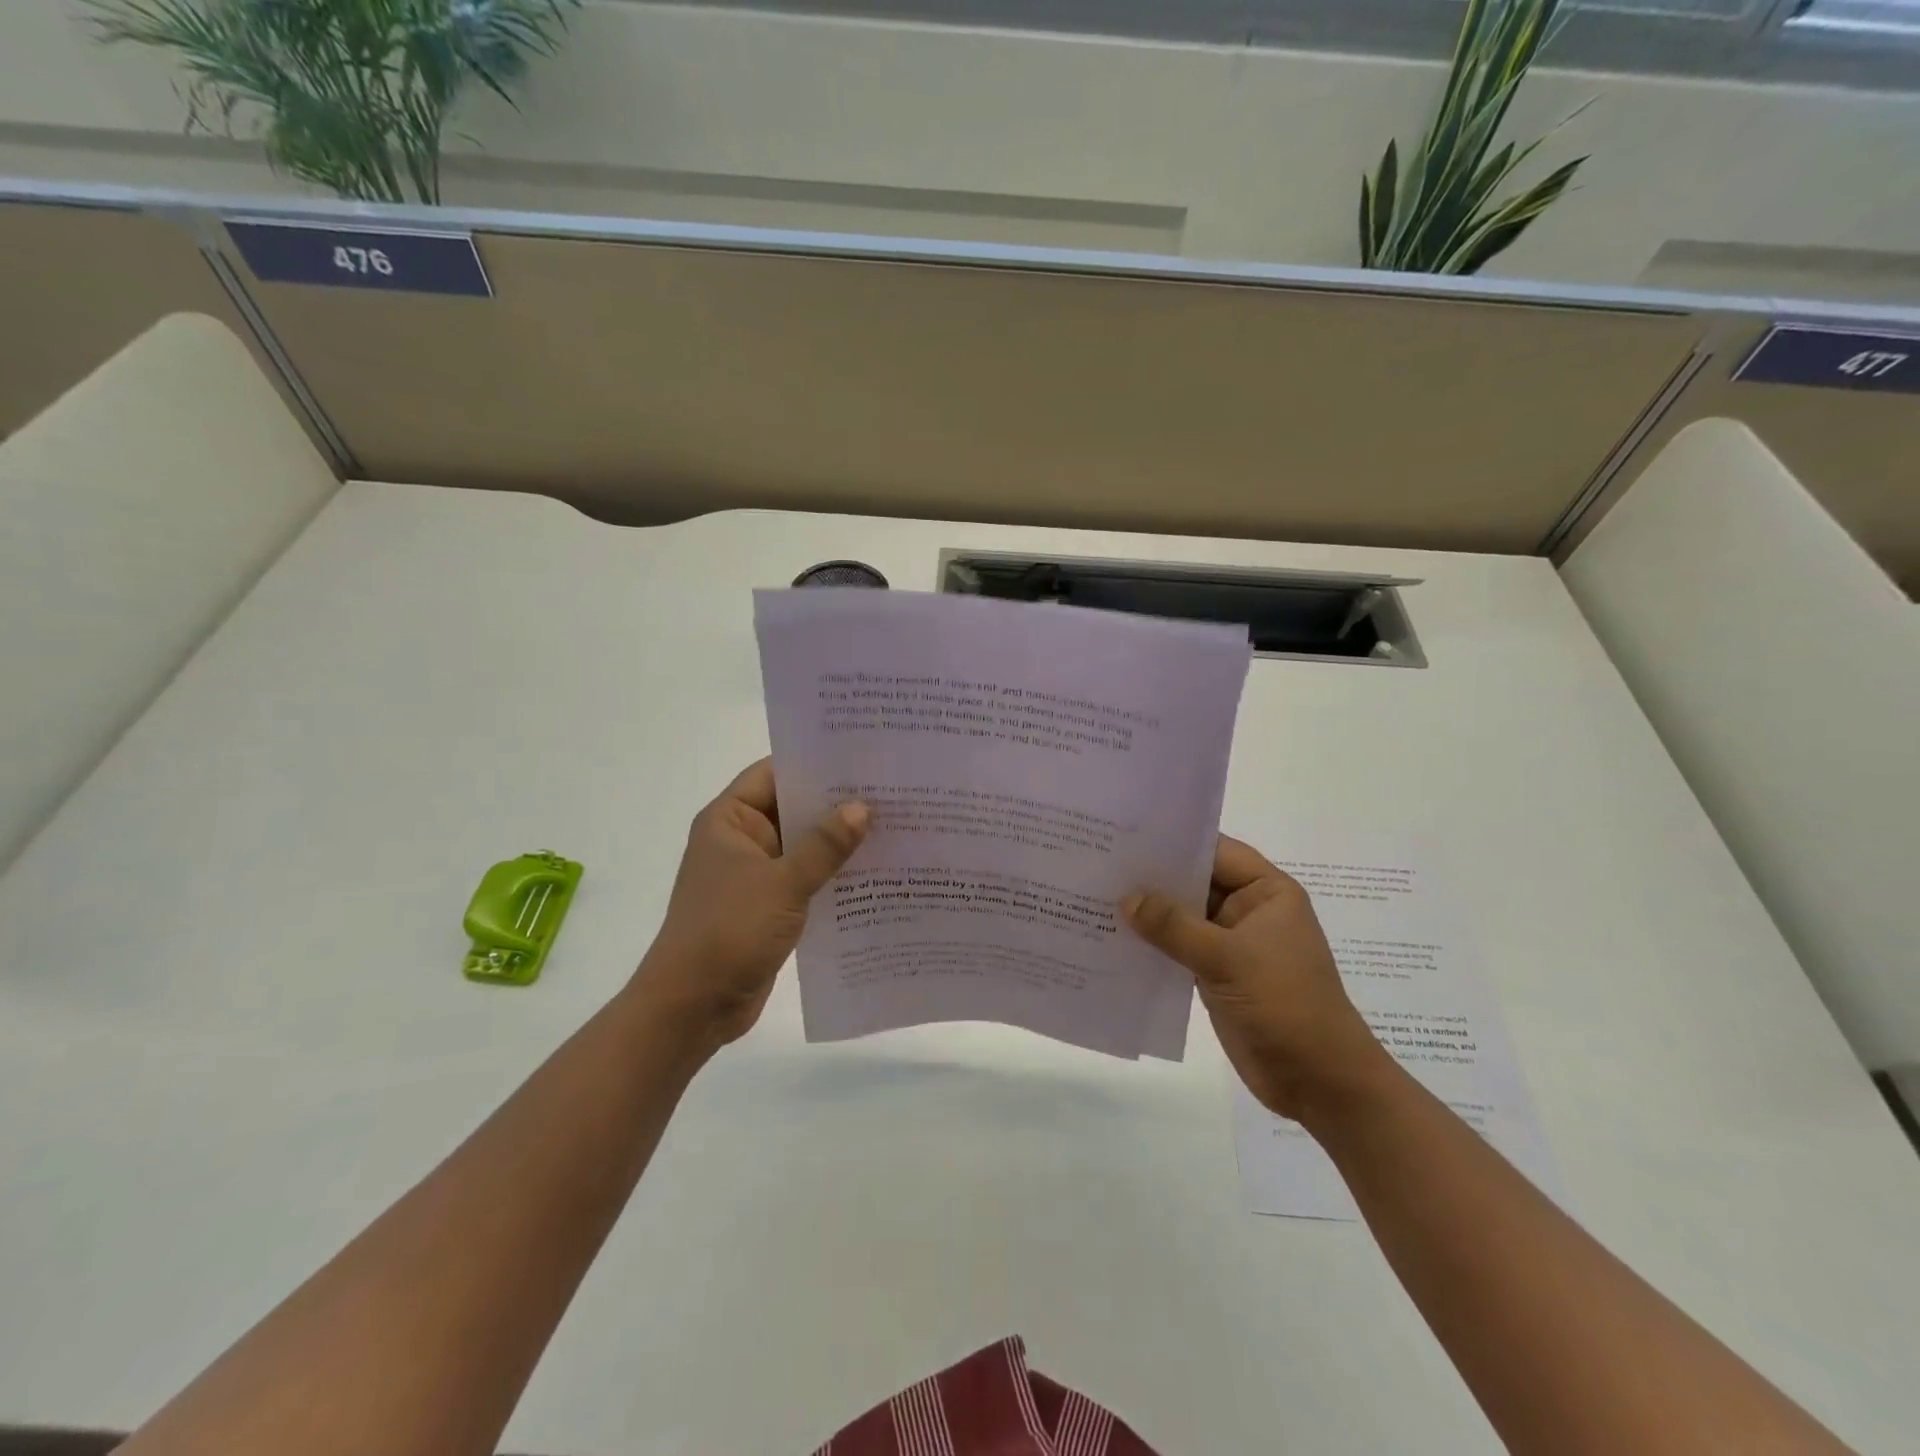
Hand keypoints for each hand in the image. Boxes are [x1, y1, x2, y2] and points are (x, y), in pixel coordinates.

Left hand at [636, 759, 867, 1047]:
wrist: (693, 1007)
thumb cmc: (729, 930)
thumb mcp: (783, 883)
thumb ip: (825, 845)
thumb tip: (863, 808)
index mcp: (730, 820)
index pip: (774, 774)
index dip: (815, 763)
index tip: (861, 757)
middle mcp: (741, 840)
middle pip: (793, 809)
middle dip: (836, 803)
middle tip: (890, 790)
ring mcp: (755, 874)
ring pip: (803, 846)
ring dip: (838, 842)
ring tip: (893, 826)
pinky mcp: (768, 906)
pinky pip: (806, 879)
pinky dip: (832, 875)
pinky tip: (875, 871)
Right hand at [1123, 836, 1391, 1122]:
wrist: (1319, 1082)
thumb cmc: (1285, 1004)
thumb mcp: (1228, 958)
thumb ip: (1174, 926)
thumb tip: (1126, 899)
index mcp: (1266, 892)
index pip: (1215, 852)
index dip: (1174, 842)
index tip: (1126, 835)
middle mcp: (1248, 910)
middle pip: (1195, 882)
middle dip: (1153, 878)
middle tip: (1099, 862)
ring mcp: (1232, 944)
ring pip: (1183, 917)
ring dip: (1148, 913)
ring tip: (1095, 896)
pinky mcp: (1217, 974)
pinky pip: (1178, 948)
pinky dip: (1153, 945)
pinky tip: (1114, 938)